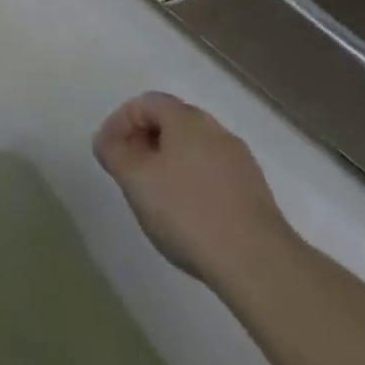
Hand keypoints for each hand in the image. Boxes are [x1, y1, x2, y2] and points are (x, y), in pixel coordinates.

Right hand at [94, 92, 292, 288]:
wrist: (257, 262)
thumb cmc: (187, 212)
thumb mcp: (136, 180)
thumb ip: (114, 153)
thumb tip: (106, 140)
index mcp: (186, 119)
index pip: (146, 102)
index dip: (120, 121)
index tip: (108, 151)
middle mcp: (215, 130)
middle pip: (171, 122)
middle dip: (145, 141)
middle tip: (129, 171)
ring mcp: (239, 160)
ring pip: (193, 149)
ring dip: (169, 163)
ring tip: (156, 196)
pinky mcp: (255, 191)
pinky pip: (213, 173)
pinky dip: (193, 182)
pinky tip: (188, 213)